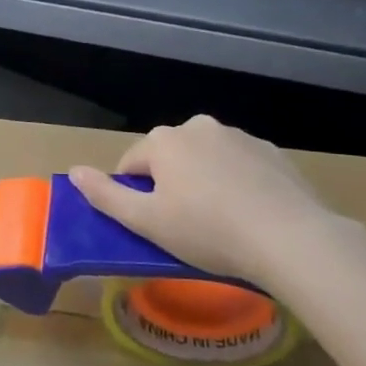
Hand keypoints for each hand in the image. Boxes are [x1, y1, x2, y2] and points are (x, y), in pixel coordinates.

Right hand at [68, 116, 348, 288]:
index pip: (131, 164)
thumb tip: (73, 172)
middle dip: (171, 185)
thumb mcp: (147, 222)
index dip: (134, 196)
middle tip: (185, 227)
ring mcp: (239, 137)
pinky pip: (241, 166)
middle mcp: (198, 127)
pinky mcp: (272, 152)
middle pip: (170, 158)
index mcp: (164, 142)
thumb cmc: (208, 231)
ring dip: (204, 182)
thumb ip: (105, 195)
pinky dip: (237, 184)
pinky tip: (250, 215)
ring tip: (221, 223)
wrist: (291, 238)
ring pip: (206, 159)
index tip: (152, 225)